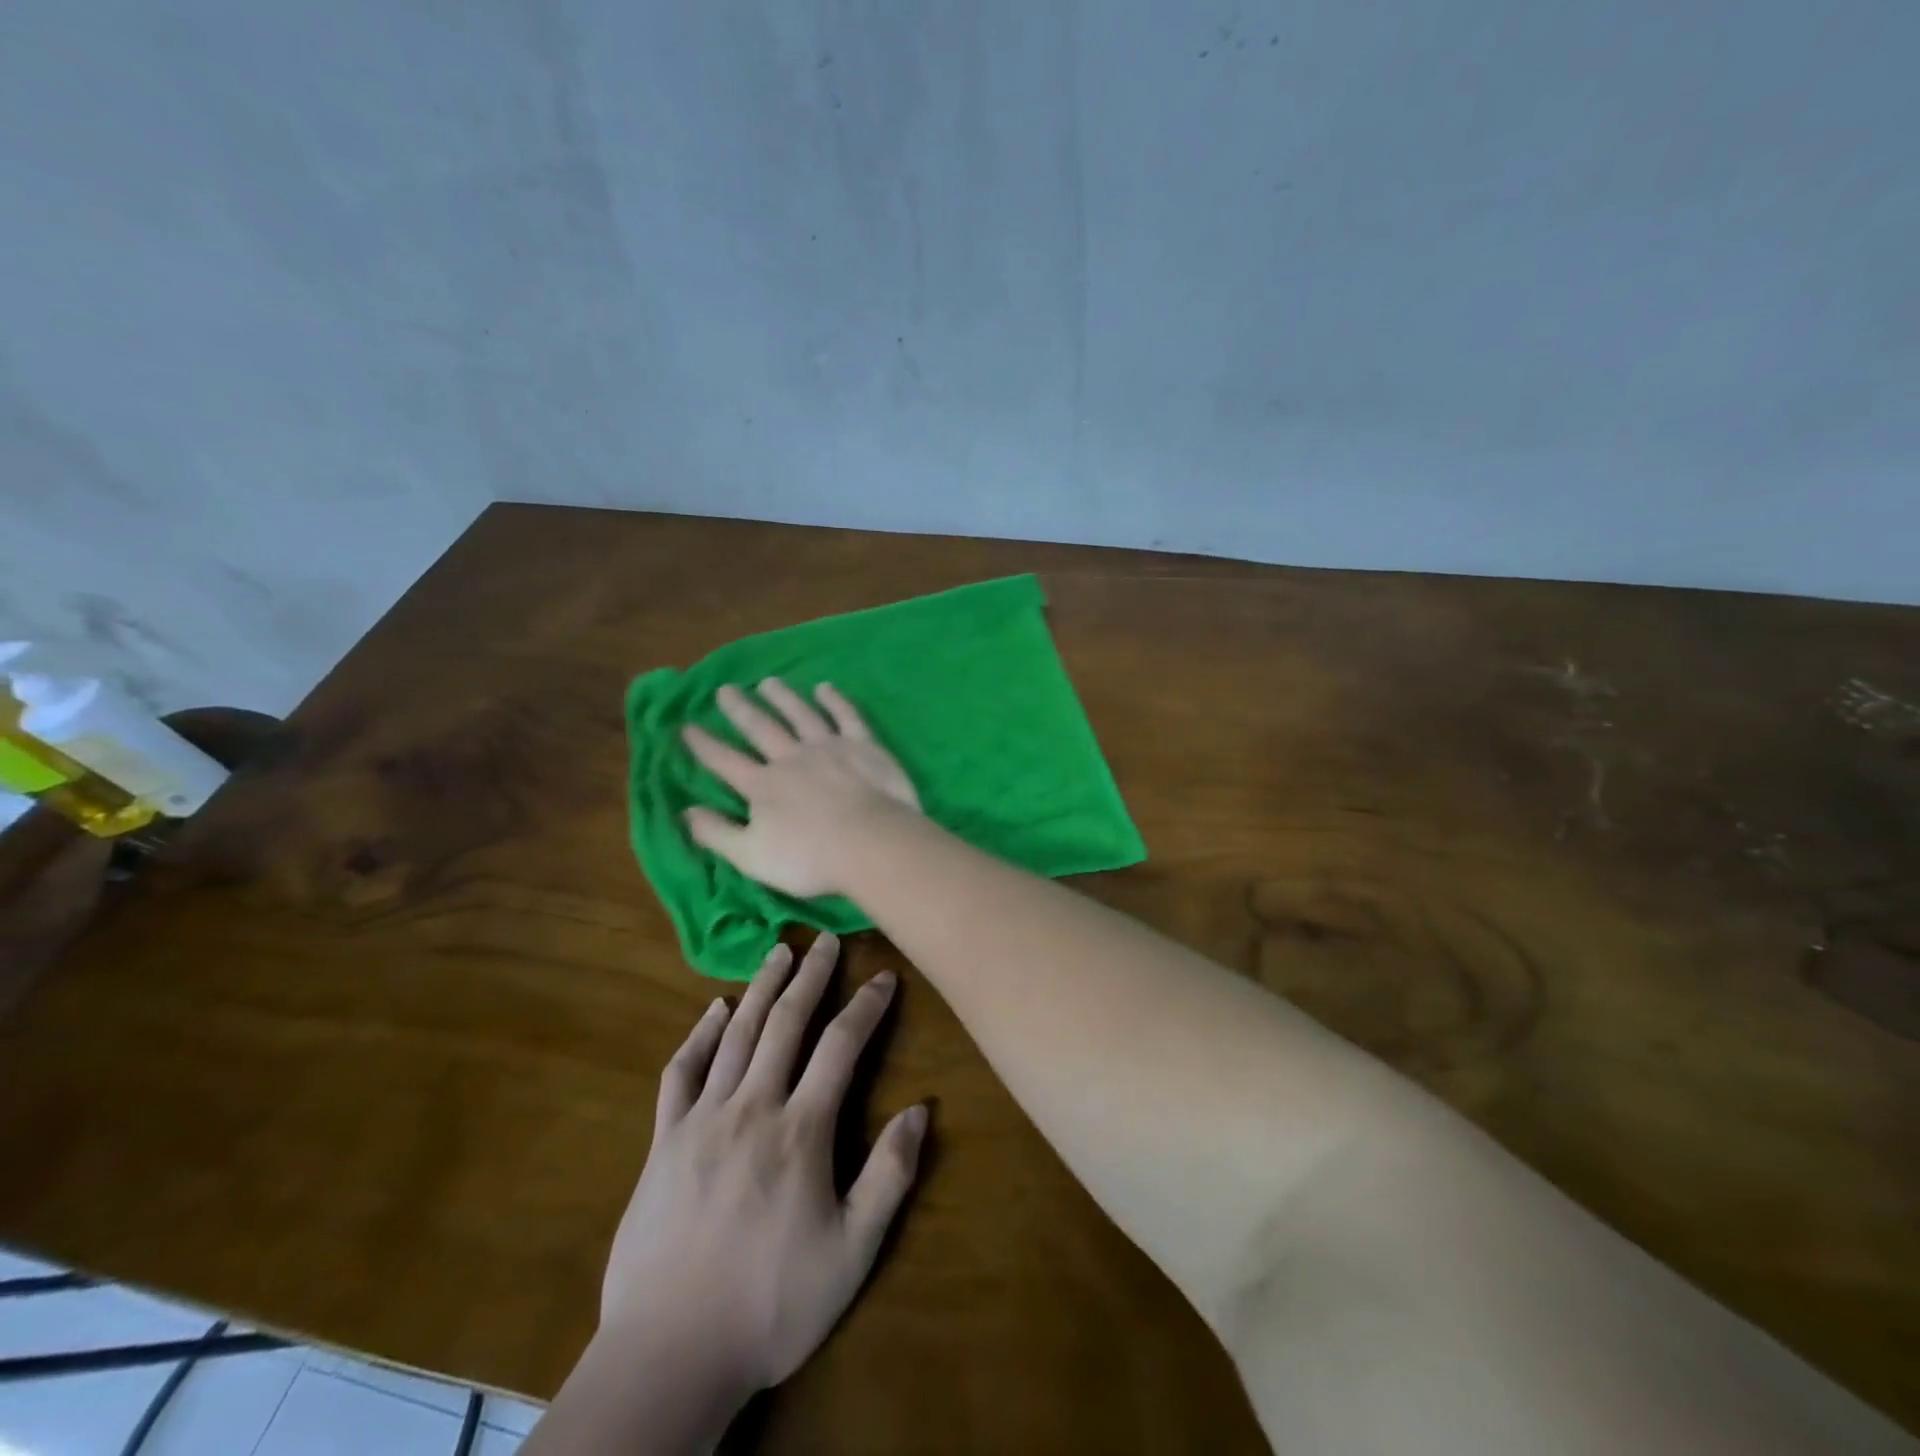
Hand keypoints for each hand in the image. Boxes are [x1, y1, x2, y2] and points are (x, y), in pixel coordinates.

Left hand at [600, 932, 927, 1397]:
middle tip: (827, 940)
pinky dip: (699, 1034)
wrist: (668, 1355)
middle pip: (786, 1023)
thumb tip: (921, 1109)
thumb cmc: (771, 1306)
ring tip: (779, 952)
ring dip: (760, 988)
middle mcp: (752, 1108)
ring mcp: (701, 1119)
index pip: (841, 1047)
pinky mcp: (663, 1140)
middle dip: (812, 977)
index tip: (884, 977)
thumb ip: (889, 1176)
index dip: (866, 1007)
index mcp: (800, 1131)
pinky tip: (713, 1009)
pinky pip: (681, 1072)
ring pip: (736, 1034)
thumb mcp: (852, 1253)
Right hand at [682, 679, 920, 897]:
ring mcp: (828, 747)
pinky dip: (834, 700)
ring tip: (768, 682)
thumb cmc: (810, 858)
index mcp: (763, 786)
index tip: (685, 725)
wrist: (871, 843)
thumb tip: (685, 811)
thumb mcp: (751, 856)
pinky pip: (846, 716)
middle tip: (725, 689)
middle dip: (740, 709)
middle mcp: (791, 758)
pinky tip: (825, 688)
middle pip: (761, 728)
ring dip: (783, 697)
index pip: (725, 761)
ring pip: (800, 714)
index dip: (704, 744)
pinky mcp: (862, 744)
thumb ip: (717, 833)